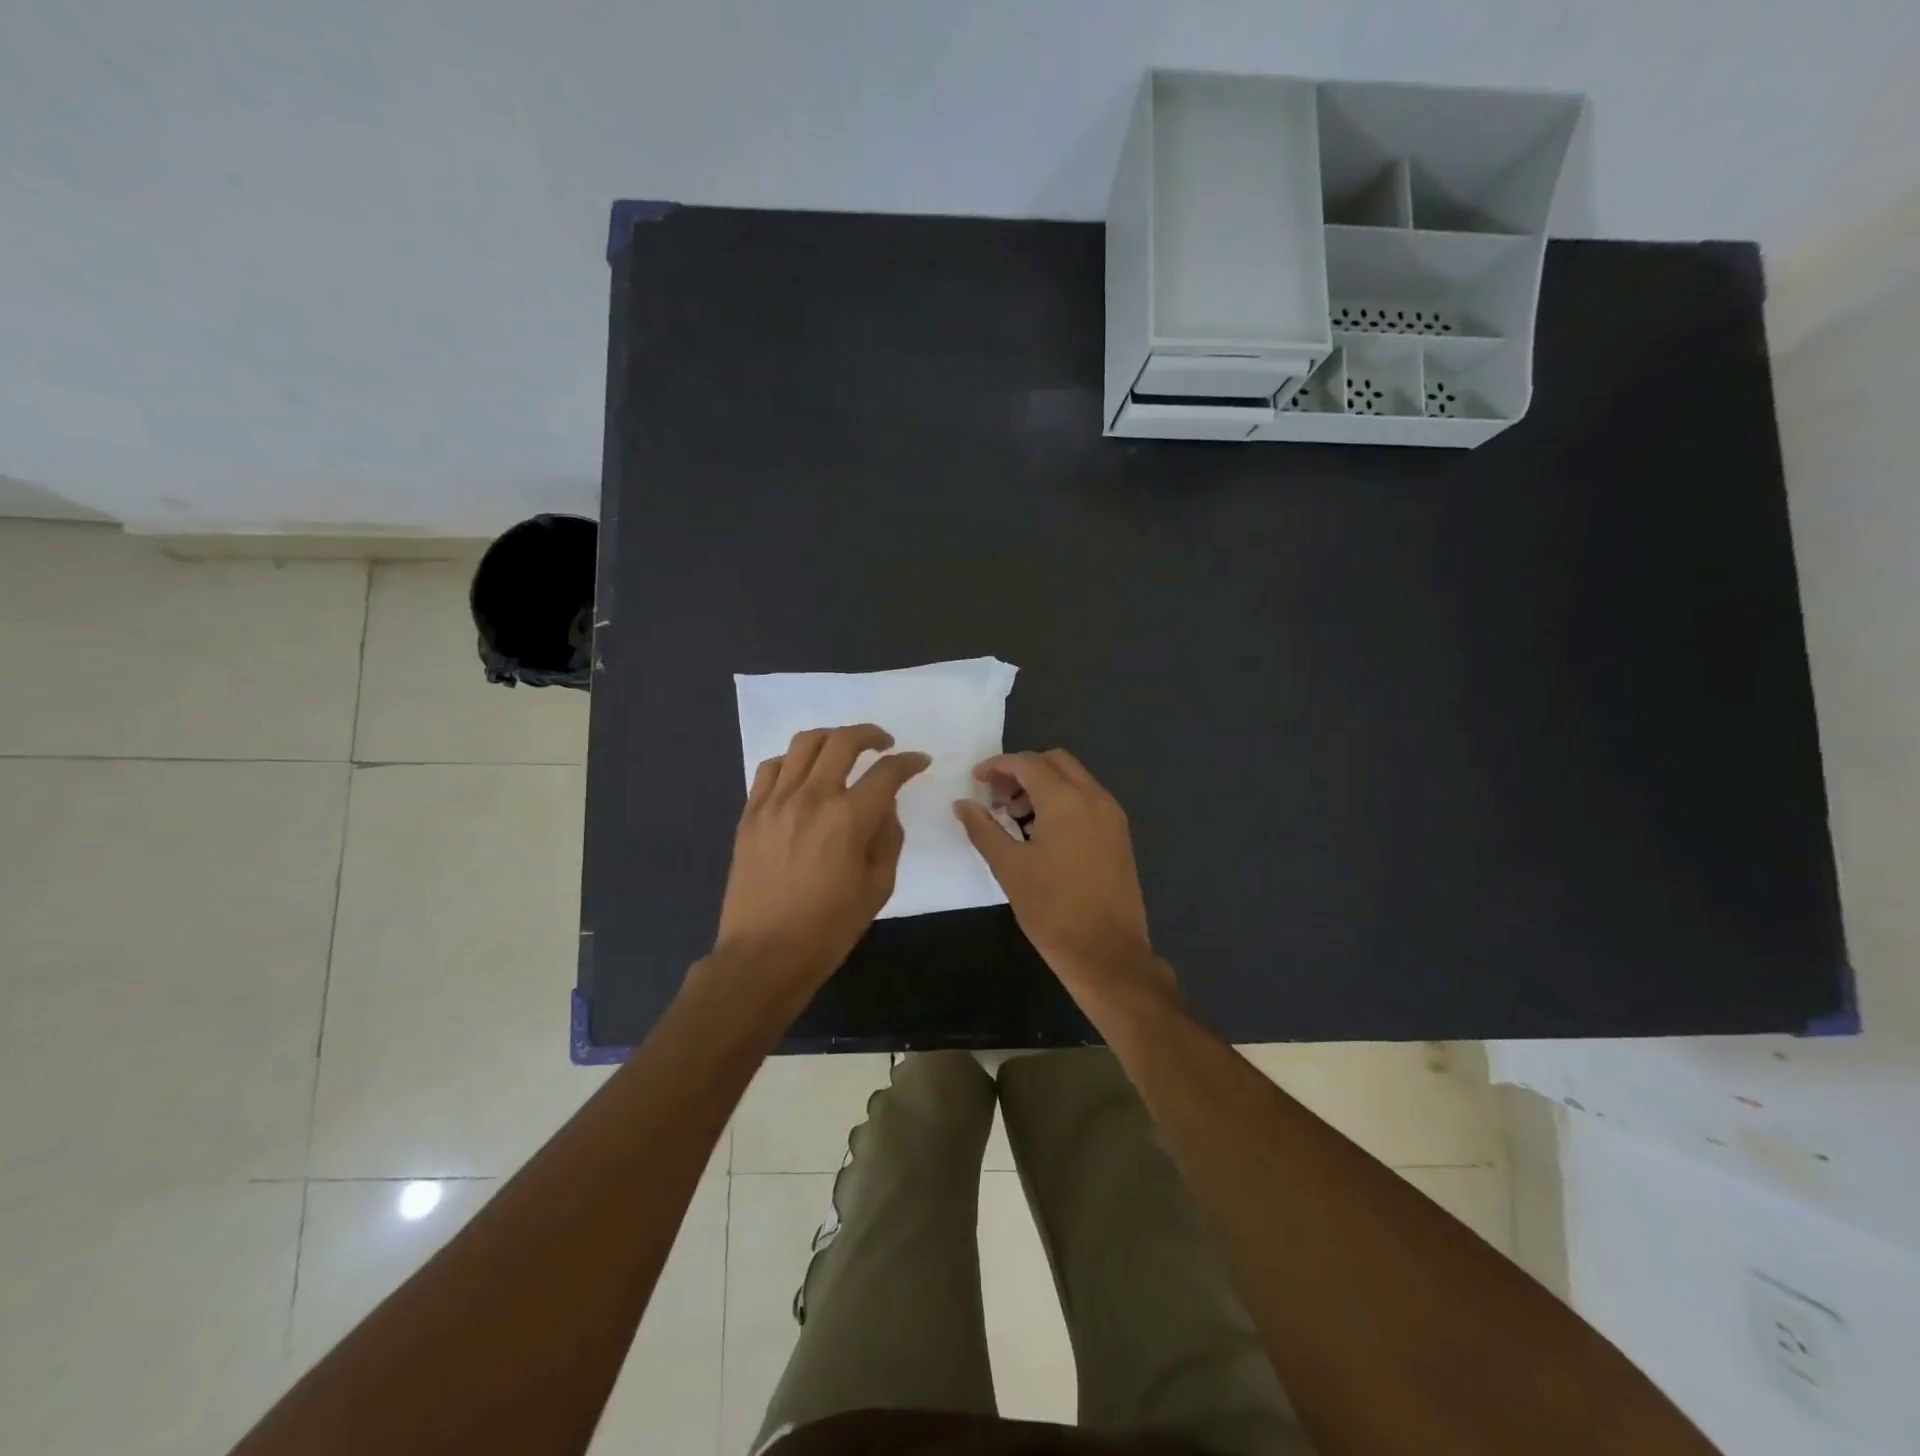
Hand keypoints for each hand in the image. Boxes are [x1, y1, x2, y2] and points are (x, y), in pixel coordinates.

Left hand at [712, 725, 929, 1007]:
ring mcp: (775, 802)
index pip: (886, 772)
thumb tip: (884, 807)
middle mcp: (811, 798)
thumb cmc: (829, 927)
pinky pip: (771, 768)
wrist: (764, 954)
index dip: (909, 762)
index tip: (919, 761)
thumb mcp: (878, 886)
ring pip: (804, 744)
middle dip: (870, 734)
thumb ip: (888, 837)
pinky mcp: (751, 813)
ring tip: (843, 749)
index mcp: (848, 818)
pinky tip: (803, 773)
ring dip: (831, 738)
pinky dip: (793, 760)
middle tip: (884, 743)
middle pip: (842, 742)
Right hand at [953, 750, 1174, 1011]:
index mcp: (1066, 800)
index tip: (976, 781)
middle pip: (1055, 762)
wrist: (1107, 953)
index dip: (997, 766)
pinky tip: (1042, 833)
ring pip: (1074, 779)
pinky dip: (1063, 800)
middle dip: (1022, 771)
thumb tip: (961, 803)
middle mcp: (1094, 797)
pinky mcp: (1119, 835)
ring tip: (1015, 818)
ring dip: (1043, 785)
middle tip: (997, 798)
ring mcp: (1111, 816)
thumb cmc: (1052, 910)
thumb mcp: (1009, 868)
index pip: (1028, 763)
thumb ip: (983, 829)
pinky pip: (1088, 800)